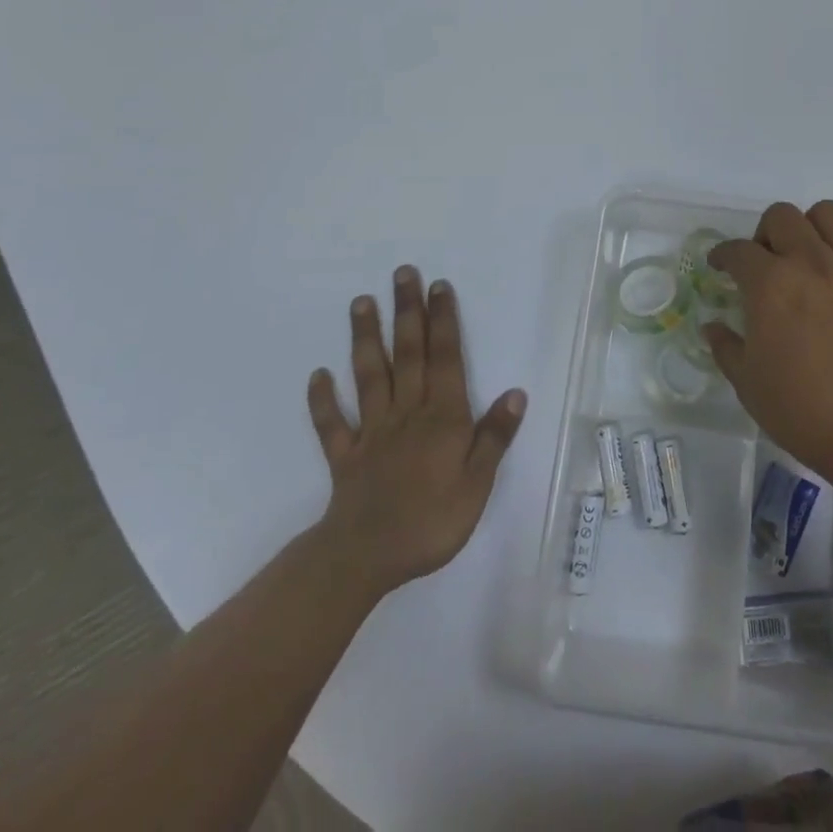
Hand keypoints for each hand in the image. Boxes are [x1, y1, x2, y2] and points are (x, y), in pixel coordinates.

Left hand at [306, 267, 525, 602]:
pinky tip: (317, 375)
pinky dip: (323, 400)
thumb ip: (494, 437)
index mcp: (442, 417)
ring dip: (365, 338)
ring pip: (369, 376)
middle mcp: (407, 413)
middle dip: (407, 312)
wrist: (365, 558)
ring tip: (361, 303)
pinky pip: (332, 424)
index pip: (445, 359)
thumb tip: (515, 392)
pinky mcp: (344, 456)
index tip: (439, 286)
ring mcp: (371, 432)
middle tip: (402, 274)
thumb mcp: (478, 484)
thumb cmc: (431, 521)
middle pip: (408, 354)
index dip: (444, 321)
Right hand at [703, 201, 832, 488]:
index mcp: (770, 283)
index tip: (720, 266)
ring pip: (830, 213)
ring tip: (811, 256)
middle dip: (766, 233)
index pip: (737, 250)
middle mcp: (811, 261)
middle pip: (782, 215)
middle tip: (766, 263)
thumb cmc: (803, 411)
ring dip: (813, 228)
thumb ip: (726, 348)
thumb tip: (712, 327)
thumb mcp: (748, 384)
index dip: (722, 255)